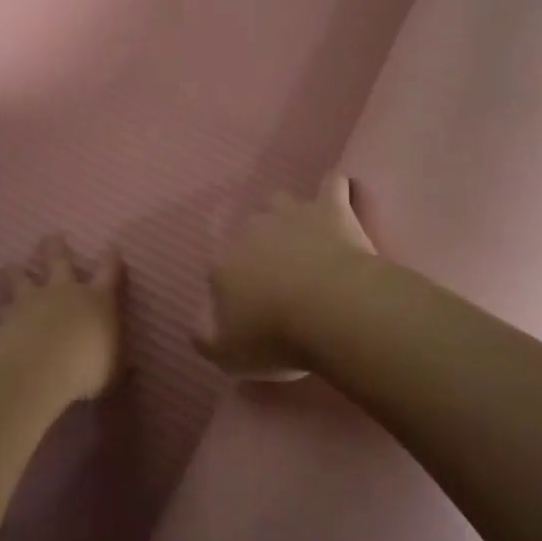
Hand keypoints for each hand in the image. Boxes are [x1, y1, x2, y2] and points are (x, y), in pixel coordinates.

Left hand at [0, 234, 125, 399]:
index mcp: (96, 300)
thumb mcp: (113, 370)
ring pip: (19, 280)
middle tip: (51, 236)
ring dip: (13, 273)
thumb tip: (131, 368)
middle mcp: (63, 292)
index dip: (112, 260)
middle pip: (59, 263)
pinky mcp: (0, 319)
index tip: (112, 247)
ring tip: (6, 266)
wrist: (44, 363)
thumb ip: (117, 365)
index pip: (109, 274)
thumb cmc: (87, 365)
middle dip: (56, 249)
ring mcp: (29, 301)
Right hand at [198, 174, 375, 378]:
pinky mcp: (329, 208)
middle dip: (259, 248)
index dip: (234, 290)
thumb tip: (202, 322)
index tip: (252, 312)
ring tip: (303, 237)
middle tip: (280, 277)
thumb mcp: (227, 355)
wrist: (331, 309)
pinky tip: (340, 196)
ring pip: (280, 202)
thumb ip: (205, 335)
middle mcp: (250, 230)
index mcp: (223, 265)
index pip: (220, 272)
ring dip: (287, 216)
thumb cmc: (276, 336)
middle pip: (248, 232)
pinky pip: (332, 186)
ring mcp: (290, 214)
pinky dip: (334, 190)